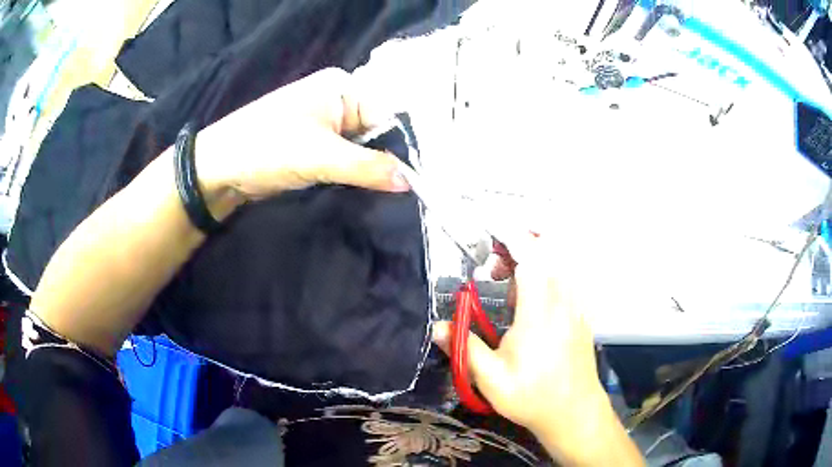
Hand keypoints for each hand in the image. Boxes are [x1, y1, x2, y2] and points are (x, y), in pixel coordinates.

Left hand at [195, 68, 408, 209]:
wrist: (219, 168)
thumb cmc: (267, 148)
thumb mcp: (321, 157)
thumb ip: (369, 168)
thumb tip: (411, 181)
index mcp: (342, 88)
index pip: (388, 113)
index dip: (404, 144)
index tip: (421, 175)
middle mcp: (336, 100)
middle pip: (377, 130)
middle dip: (387, 158)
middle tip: (409, 188)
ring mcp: (324, 123)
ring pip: (361, 147)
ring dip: (370, 168)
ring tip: (389, 191)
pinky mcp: (314, 145)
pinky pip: (345, 157)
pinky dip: (354, 173)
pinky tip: (366, 189)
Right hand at [433, 236, 636, 464]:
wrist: (574, 412)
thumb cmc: (533, 397)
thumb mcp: (491, 379)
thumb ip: (464, 348)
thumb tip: (437, 327)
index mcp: (539, 312)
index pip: (531, 257)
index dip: (511, 237)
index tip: (490, 232)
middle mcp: (562, 301)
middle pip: (546, 252)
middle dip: (517, 247)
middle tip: (491, 271)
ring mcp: (575, 307)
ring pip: (557, 264)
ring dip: (531, 263)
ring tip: (506, 290)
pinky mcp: (580, 315)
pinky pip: (564, 280)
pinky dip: (545, 276)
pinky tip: (529, 306)